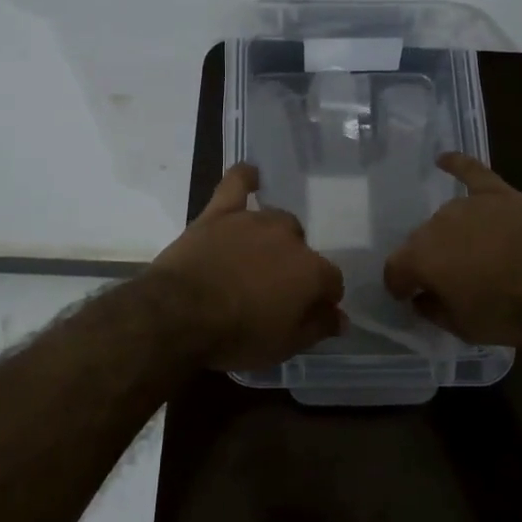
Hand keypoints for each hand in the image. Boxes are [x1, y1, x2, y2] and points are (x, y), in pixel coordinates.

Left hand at [149, 164, 345, 370]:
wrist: (180, 314)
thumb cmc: (237, 335)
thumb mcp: (284, 346)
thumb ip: (318, 328)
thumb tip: (341, 318)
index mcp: (311, 271)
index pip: (331, 281)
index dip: (323, 297)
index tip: (311, 311)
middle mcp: (289, 237)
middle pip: (303, 248)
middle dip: (295, 267)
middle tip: (274, 289)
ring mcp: (253, 220)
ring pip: (276, 221)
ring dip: (273, 238)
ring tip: (257, 258)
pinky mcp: (220, 213)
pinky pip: (237, 183)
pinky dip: (246, 178)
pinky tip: (252, 175)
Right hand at [383, 153, 521, 347]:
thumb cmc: (509, 311)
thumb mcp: (464, 328)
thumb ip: (434, 310)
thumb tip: (422, 299)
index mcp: (420, 258)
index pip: (395, 270)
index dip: (399, 286)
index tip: (408, 298)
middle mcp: (435, 224)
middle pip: (420, 242)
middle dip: (427, 261)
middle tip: (446, 281)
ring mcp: (467, 204)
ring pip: (446, 218)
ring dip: (449, 235)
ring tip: (467, 252)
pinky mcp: (498, 193)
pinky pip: (471, 172)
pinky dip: (457, 165)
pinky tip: (444, 158)